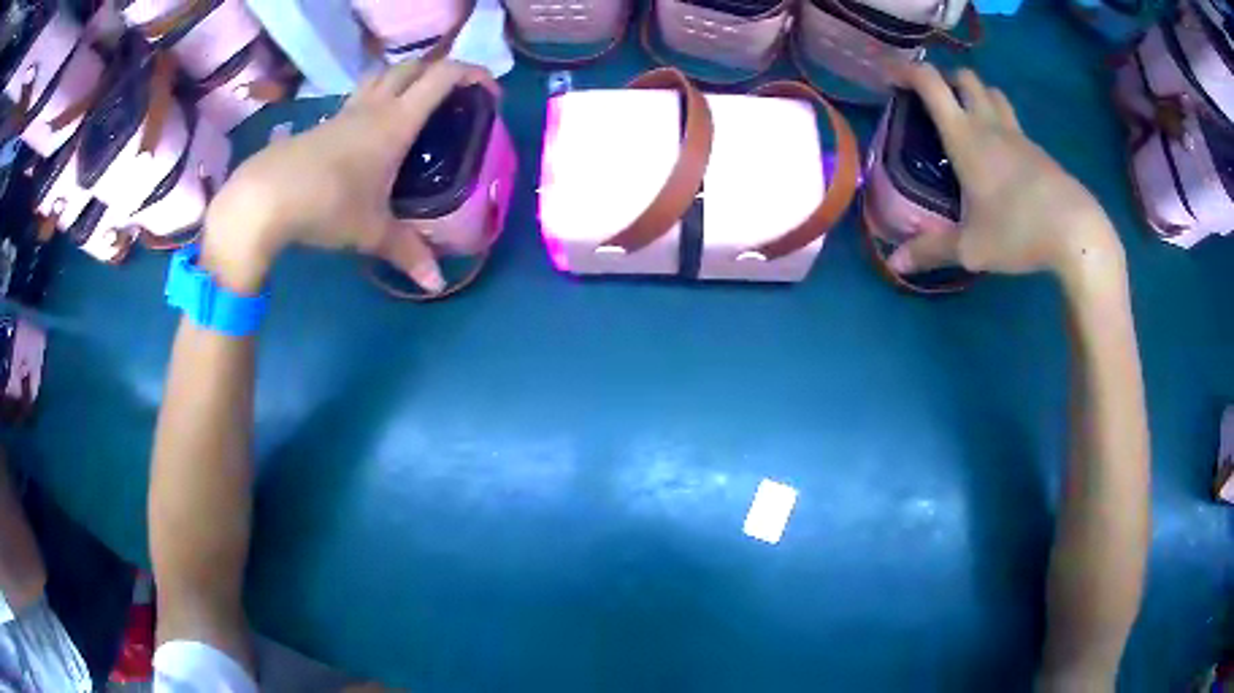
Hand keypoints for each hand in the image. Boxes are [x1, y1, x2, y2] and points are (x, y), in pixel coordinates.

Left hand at [200, 59, 497, 293]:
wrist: (265, 197)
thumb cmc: (327, 204)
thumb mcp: (371, 232)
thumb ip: (406, 253)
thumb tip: (435, 285)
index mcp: (396, 121)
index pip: (443, 76)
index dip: (473, 73)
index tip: (489, 91)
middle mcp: (373, 106)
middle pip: (412, 66)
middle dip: (439, 70)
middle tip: (453, 96)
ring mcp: (345, 112)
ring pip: (382, 76)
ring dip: (405, 78)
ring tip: (414, 104)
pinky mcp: (322, 124)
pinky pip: (359, 98)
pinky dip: (376, 99)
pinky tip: (372, 131)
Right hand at [888, 66, 1124, 282]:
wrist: (1077, 233)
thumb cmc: (1019, 231)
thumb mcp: (971, 247)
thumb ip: (932, 251)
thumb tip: (895, 264)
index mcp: (966, 137)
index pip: (931, 83)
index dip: (906, 70)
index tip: (889, 76)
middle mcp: (990, 126)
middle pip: (965, 77)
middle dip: (944, 78)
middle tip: (933, 100)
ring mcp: (1019, 136)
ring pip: (992, 94)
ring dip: (975, 93)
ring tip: (966, 117)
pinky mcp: (1039, 152)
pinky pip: (1012, 122)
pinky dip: (998, 121)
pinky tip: (999, 154)